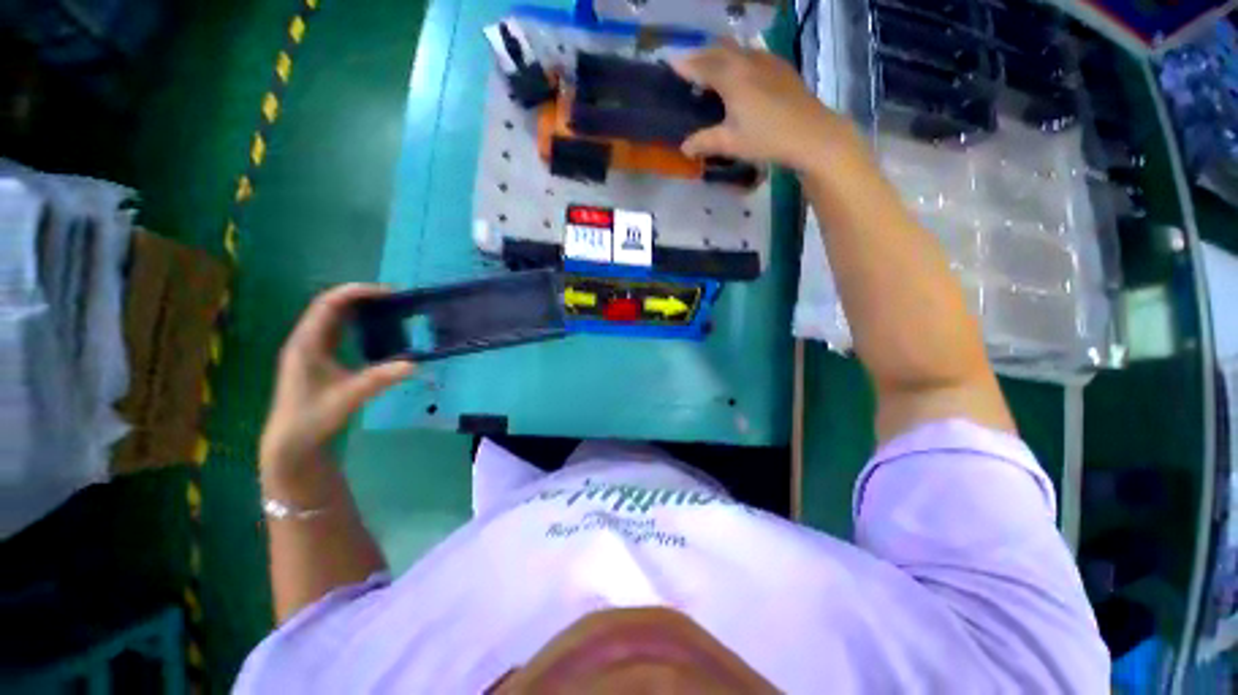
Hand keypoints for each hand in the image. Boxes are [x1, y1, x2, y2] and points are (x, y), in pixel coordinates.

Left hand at [260, 284, 413, 480]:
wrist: (291, 442)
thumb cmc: (312, 418)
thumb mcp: (349, 397)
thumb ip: (380, 379)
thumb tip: (415, 364)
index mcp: (306, 343)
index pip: (329, 304)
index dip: (357, 293)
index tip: (388, 292)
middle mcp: (305, 341)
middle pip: (330, 306)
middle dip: (361, 297)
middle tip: (394, 298)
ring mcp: (310, 349)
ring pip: (333, 318)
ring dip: (358, 309)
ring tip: (388, 309)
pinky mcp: (317, 359)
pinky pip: (337, 331)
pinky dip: (356, 324)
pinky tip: (374, 330)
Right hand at [673, 42, 860, 171]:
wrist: (810, 133)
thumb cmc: (766, 138)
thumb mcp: (730, 143)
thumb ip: (704, 142)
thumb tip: (684, 147)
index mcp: (731, 77)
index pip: (701, 65)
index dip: (684, 64)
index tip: (669, 62)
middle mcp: (747, 61)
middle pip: (718, 49)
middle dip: (701, 55)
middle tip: (690, 68)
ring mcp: (767, 60)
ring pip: (737, 48)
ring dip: (721, 54)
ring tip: (713, 70)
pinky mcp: (781, 66)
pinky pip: (753, 54)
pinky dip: (739, 59)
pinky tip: (742, 74)